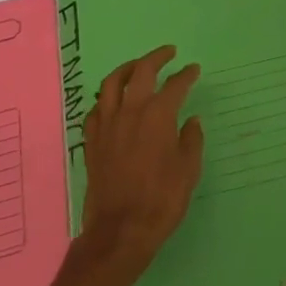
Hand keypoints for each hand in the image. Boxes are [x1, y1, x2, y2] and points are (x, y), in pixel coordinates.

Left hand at [80, 46, 204, 272]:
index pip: (175, 85)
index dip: (186, 75)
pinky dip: (105, 98)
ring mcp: (107, 124)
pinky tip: (112, 101)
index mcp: (158, 116)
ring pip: (112, 83)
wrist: (119, 232)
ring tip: (137, 66)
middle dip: (156, 57)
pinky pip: (95, 109)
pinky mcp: (92, 141)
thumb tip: (191, 121)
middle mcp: (130, 111)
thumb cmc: (161, 201)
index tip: (194, 69)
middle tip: (168, 53)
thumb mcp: (188, 172)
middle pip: (141, 71)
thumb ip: (191, 141)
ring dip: (127, 68)